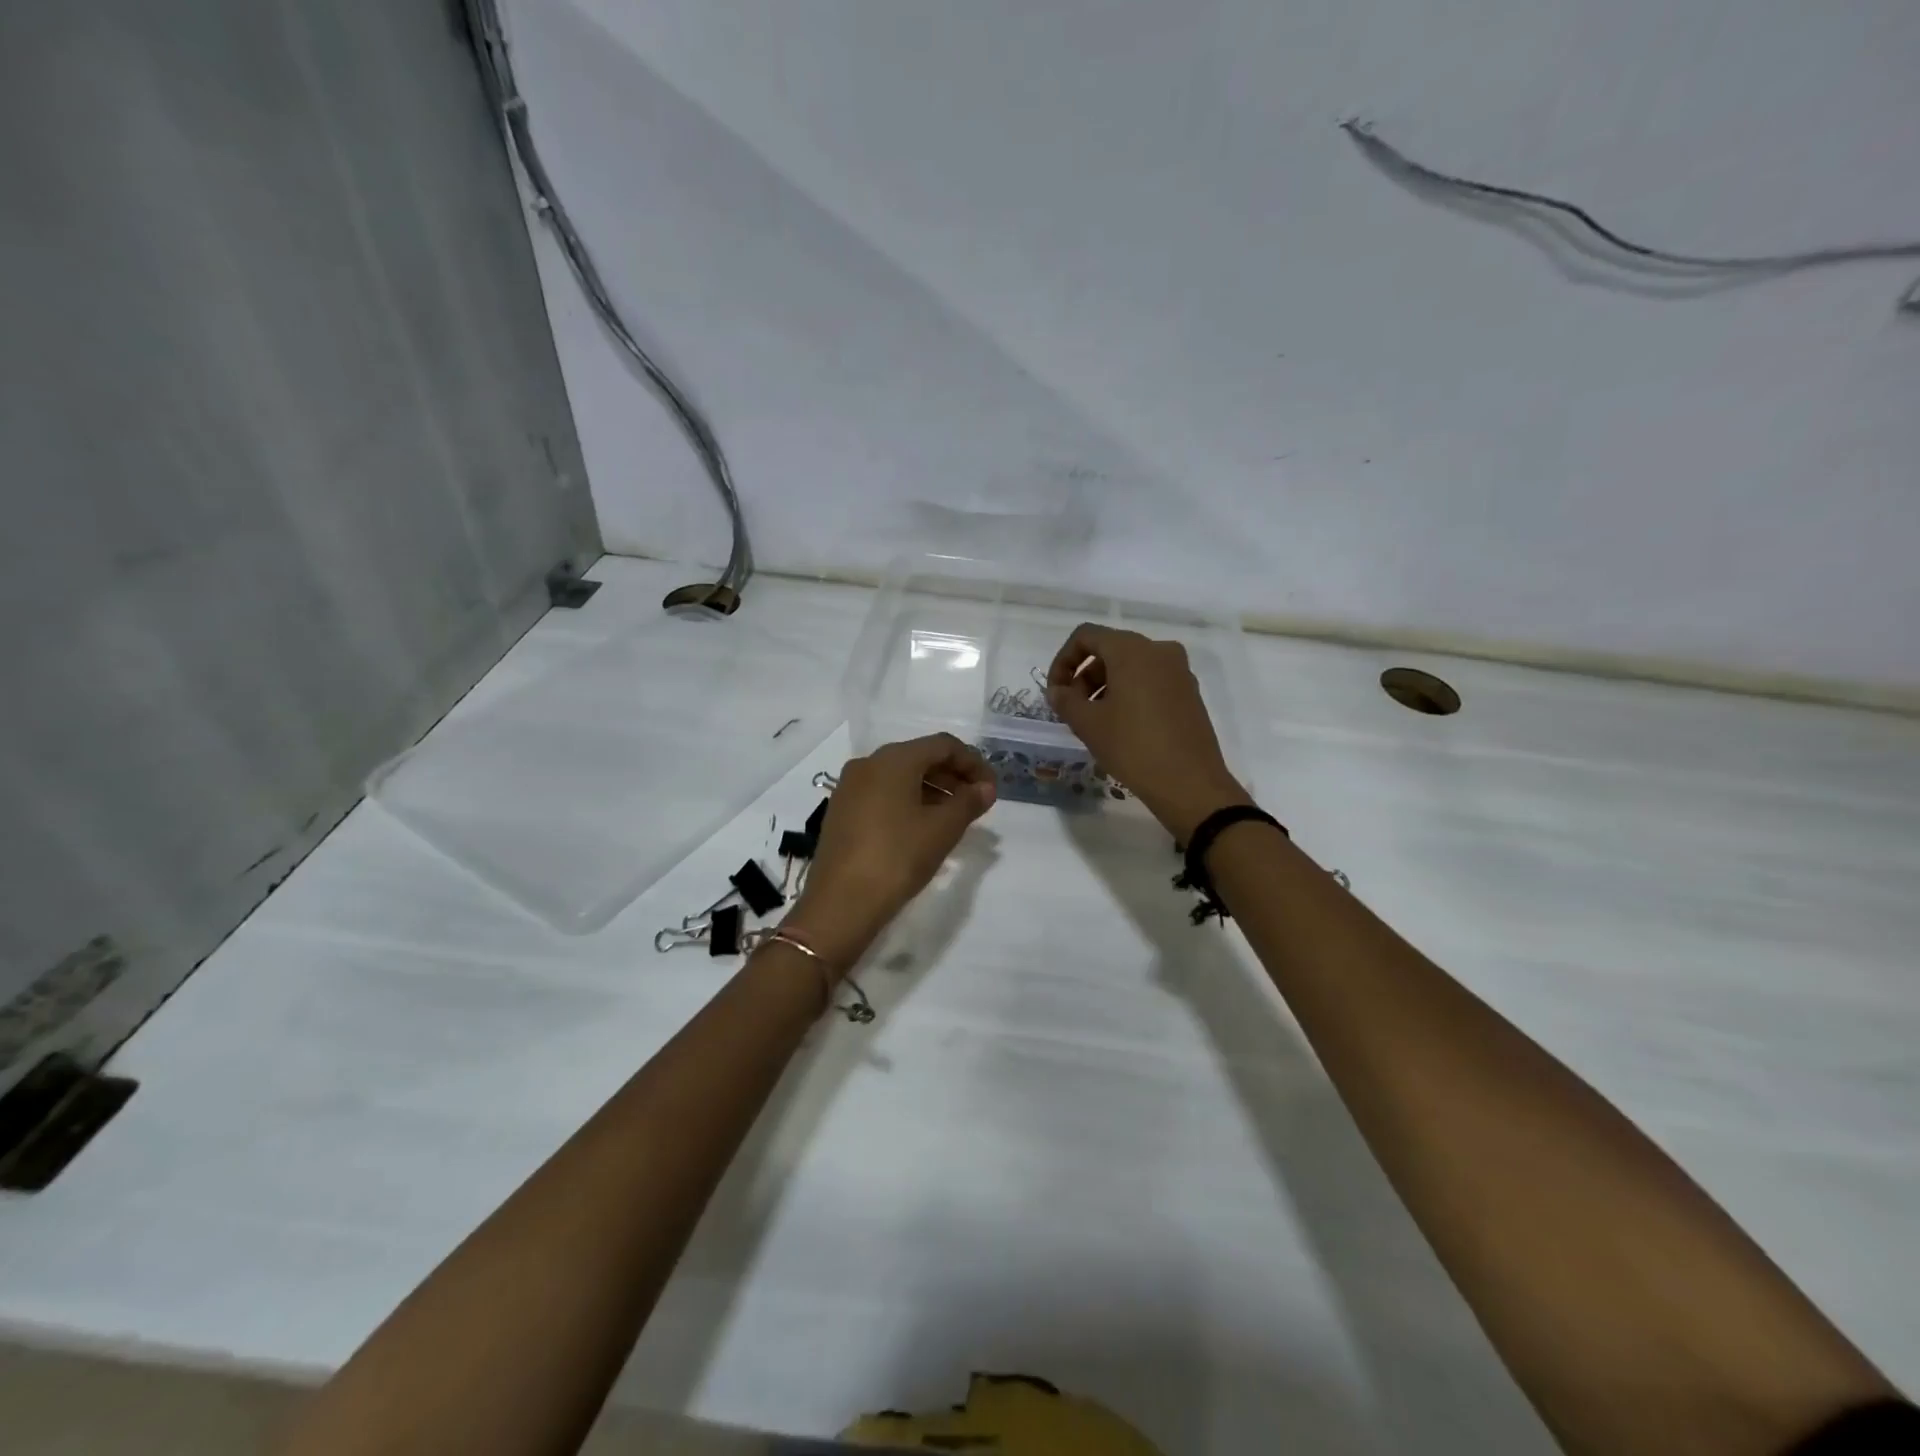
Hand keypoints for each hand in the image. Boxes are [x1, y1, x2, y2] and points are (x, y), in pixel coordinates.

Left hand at [784, 734, 995, 968]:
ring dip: (932, 790)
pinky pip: (882, 794)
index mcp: (893, 759)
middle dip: (952, 776)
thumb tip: (986, 788)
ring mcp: (850, 787)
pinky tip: (922, 828)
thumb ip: (968, 802)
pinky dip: (908, 801)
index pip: (943, 745)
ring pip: (900, 777)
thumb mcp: (942, 830)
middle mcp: (868, 764)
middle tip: (976, 803)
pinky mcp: (841, 811)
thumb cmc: (897, 857)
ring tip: (954, 818)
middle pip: (920, 757)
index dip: (973, 763)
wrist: (840, 903)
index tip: (991, 789)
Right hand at [1046, 624, 1250, 841]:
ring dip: (1105, 686)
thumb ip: (1065, 700)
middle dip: (1084, 676)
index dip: (1063, 661)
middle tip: (1072, 710)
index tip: (1056, 692)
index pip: (1086, 636)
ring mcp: (1179, 671)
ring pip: (1131, 666)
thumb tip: (1057, 691)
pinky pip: (1150, 681)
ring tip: (1094, 721)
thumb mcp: (1088, 724)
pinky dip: (1129, 693)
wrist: (1190, 784)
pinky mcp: (1189, 692)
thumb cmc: (1133, 747)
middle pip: (1110, 649)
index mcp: (1132, 650)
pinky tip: (1121, 726)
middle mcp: (1159, 650)